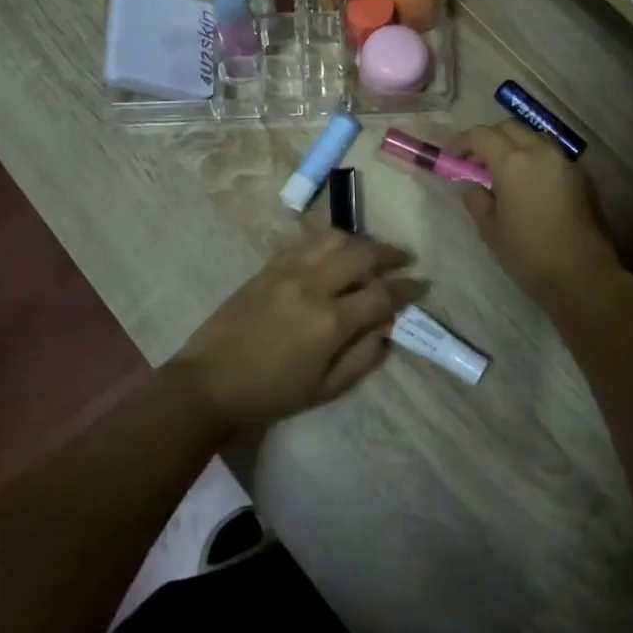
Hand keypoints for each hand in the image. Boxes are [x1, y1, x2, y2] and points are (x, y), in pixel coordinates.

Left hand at [169, 232, 423, 429]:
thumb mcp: (325, 389)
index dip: (408, 288)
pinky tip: (336, 252)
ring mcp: (288, 270)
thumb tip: (388, 329)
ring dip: (361, 241)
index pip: (382, 294)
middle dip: (390, 254)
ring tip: (372, 252)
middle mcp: (313, 285)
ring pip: (335, 238)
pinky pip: (307, 242)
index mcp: (330, 321)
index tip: (422, 284)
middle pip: (363, 254)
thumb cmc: (271, 394)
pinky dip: (330, 242)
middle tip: (405, 259)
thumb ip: (362, 357)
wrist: (210, 382)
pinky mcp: (269, 265)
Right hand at [443, 122, 619, 297]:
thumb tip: (467, 183)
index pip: (481, 135)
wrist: (582, 275)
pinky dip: (534, 157)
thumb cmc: (528, 254)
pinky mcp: (580, 175)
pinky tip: (528, 183)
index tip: (451, 157)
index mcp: (513, 162)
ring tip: (503, 171)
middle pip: (509, 128)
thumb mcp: (490, 229)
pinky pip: (551, 153)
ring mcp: (564, 161)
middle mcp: (540, 151)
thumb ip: (475, 199)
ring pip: (533, 136)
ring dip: (514, 144)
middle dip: (488, 139)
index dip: (461, 142)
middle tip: (475, 163)